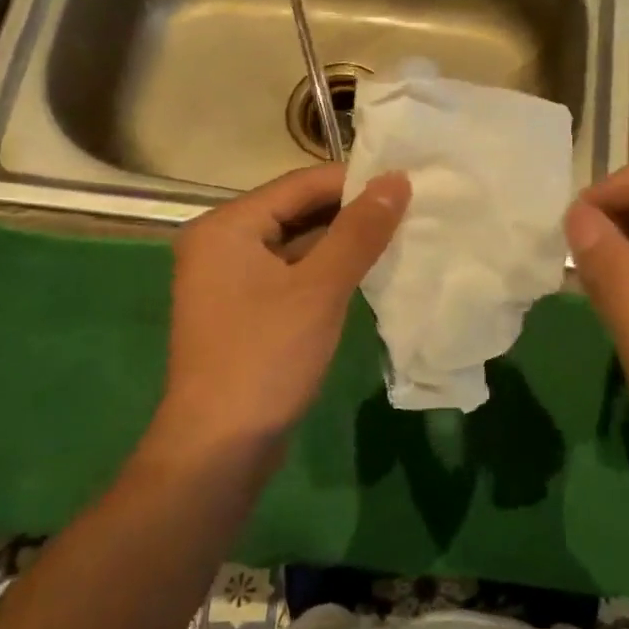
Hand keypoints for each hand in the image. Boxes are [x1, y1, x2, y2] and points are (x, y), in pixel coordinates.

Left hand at [158, 164, 408, 451]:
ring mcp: (229, 280)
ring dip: (341, 242)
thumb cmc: (266, 357)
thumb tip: (397, 180)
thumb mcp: (319, 289)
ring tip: (398, 236)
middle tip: (409, 210)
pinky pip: (290, 275)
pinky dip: (325, 271)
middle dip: (350, 212)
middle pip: (295, 211)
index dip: (354, 181)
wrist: (219, 447)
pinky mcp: (243, 311)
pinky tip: (366, 273)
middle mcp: (221, 244)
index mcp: (226, 226)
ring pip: (295, 245)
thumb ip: (359, 231)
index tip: (406, 184)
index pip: (299, 184)